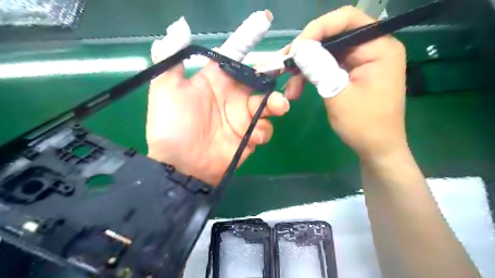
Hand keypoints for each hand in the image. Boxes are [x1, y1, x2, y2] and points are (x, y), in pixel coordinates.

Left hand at [145, 11, 290, 185]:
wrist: (180, 165)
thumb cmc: (173, 126)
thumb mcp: (165, 89)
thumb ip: (173, 58)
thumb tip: (181, 27)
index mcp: (216, 81)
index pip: (236, 55)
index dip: (249, 38)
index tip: (265, 20)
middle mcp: (232, 96)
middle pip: (260, 79)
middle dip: (274, 72)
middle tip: (288, 69)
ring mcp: (242, 118)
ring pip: (268, 104)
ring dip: (276, 103)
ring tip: (278, 106)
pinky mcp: (249, 137)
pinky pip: (264, 129)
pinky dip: (263, 130)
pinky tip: (253, 137)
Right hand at [286, 6, 405, 161]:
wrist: (375, 148)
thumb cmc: (363, 125)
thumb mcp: (338, 95)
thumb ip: (319, 68)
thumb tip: (299, 47)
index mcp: (379, 48)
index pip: (347, 21)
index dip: (318, 28)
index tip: (295, 48)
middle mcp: (371, 48)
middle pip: (333, 36)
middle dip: (306, 51)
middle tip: (284, 66)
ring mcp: (361, 61)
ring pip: (326, 53)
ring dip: (304, 67)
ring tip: (289, 87)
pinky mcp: (351, 73)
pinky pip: (327, 66)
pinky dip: (311, 75)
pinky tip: (297, 89)